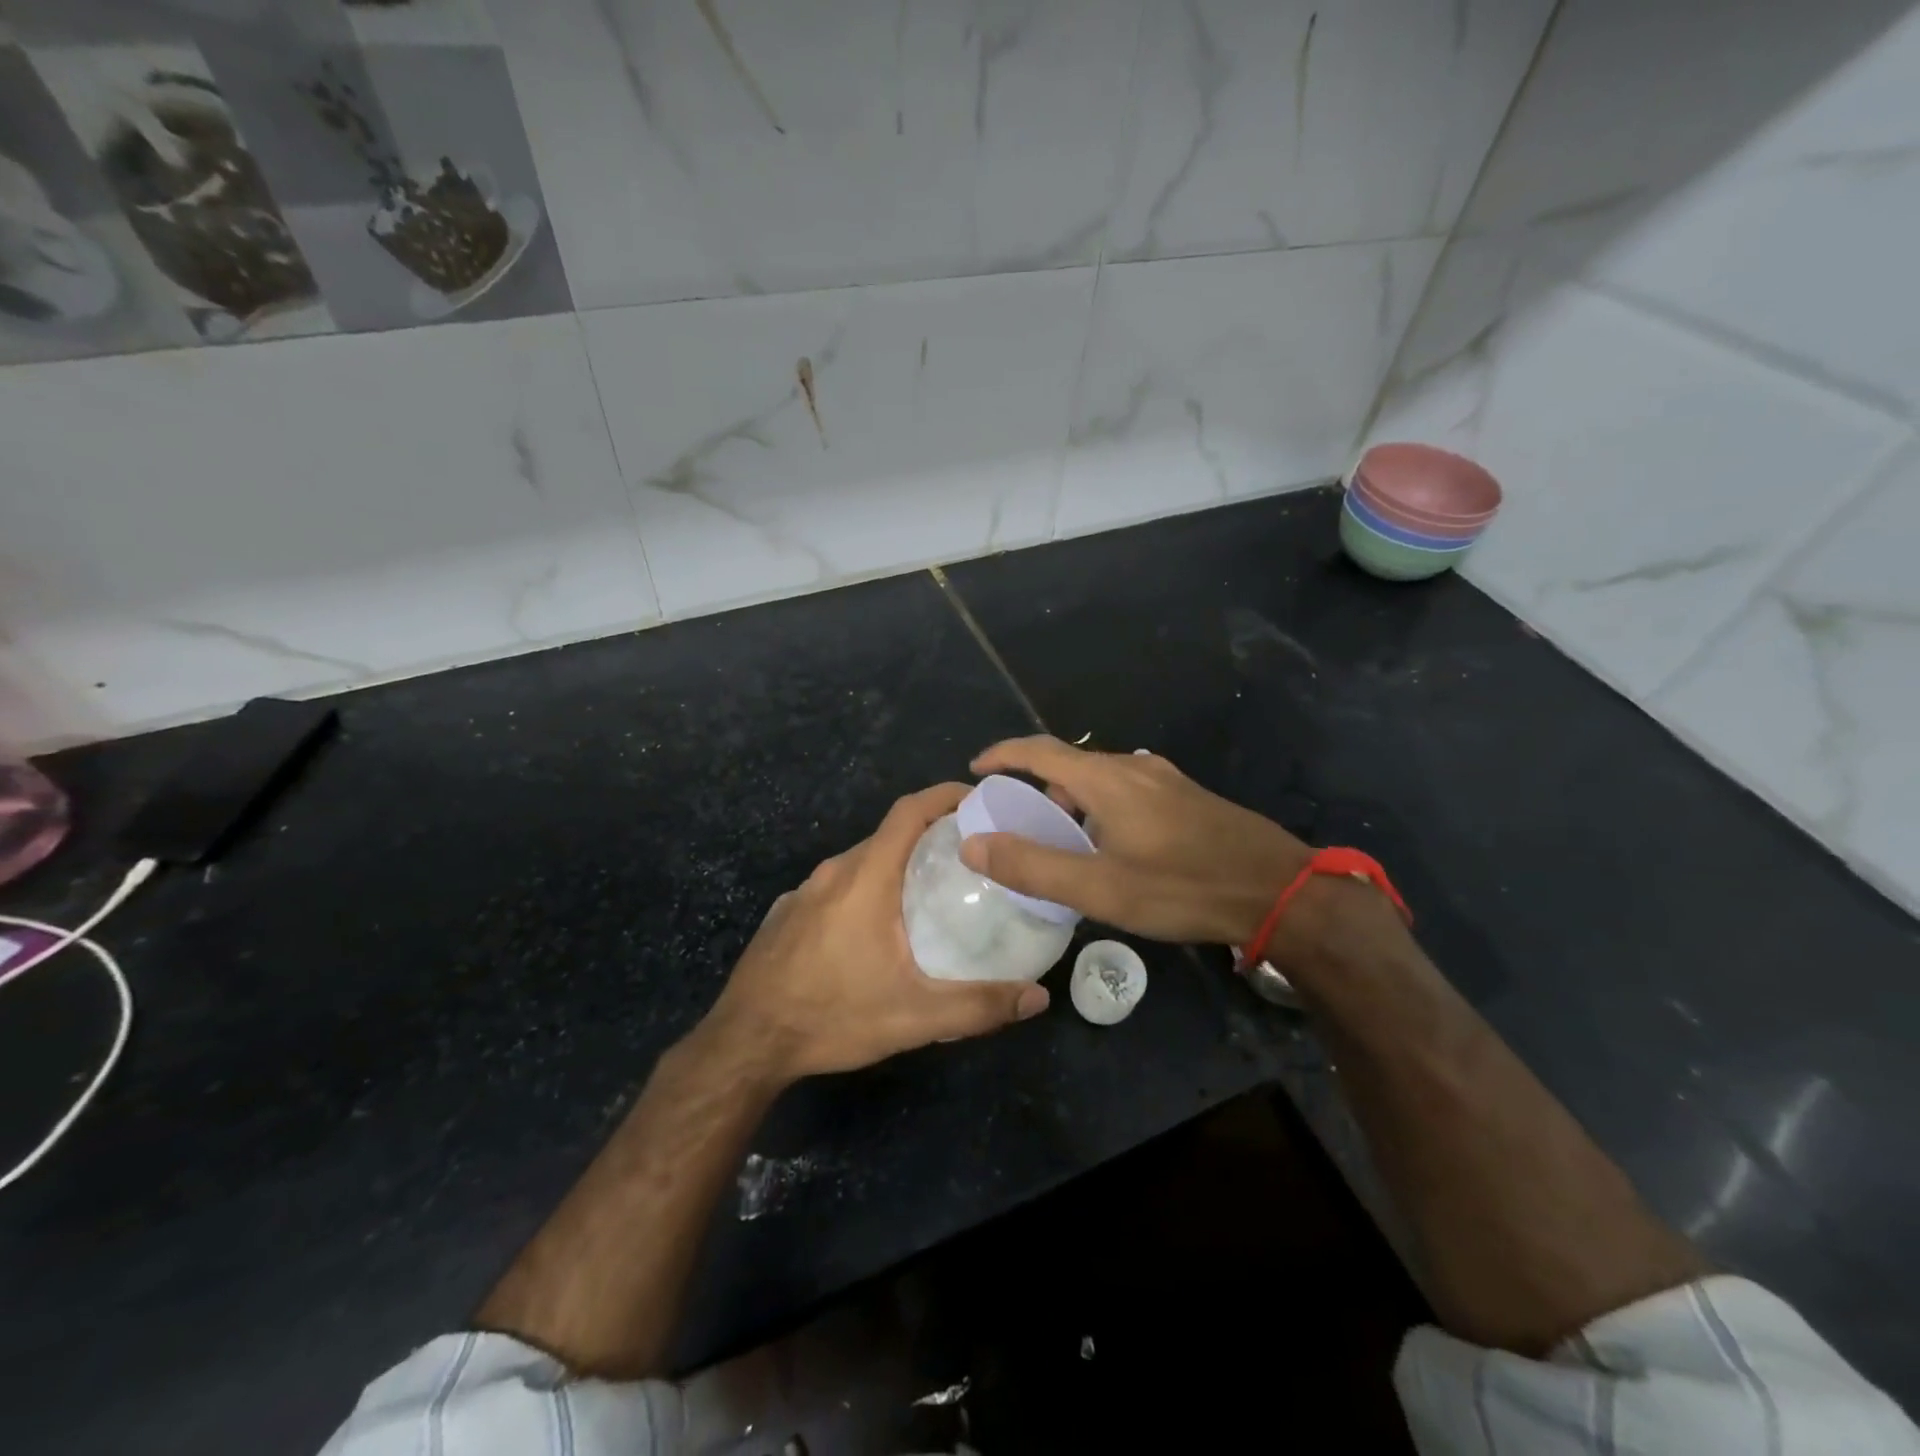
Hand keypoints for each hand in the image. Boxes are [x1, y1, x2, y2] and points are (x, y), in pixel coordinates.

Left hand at [703, 783, 1048, 1082]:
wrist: (745, 1044)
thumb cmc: (832, 1016)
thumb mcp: (914, 1017)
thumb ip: (978, 1006)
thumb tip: (1037, 997)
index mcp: (865, 878)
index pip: (908, 811)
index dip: (943, 795)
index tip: (977, 799)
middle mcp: (832, 873)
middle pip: (887, 836)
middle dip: (928, 837)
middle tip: (966, 860)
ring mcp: (802, 892)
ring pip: (859, 863)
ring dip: (894, 867)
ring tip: (926, 895)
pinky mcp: (784, 914)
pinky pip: (834, 888)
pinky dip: (862, 891)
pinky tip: (871, 931)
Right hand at [959, 736, 1309, 945]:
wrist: (1278, 890)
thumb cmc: (1182, 887)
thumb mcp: (1100, 886)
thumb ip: (1033, 866)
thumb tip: (973, 843)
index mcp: (1107, 779)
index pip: (1040, 751)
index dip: (1003, 755)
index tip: (976, 769)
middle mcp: (1134, 767)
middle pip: (1070, 764)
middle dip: (1036, 786)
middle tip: (1018, 823)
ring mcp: (1165, 780)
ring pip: (1101, 779)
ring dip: (1071, 801)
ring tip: (1063, 842)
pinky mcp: (1187, 797)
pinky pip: (1127, 790)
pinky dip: (1101, 807)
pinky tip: (1112, 846)